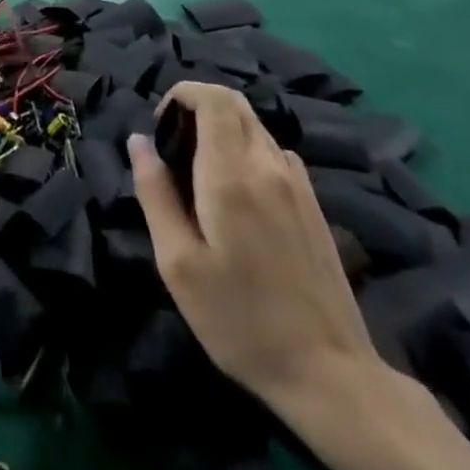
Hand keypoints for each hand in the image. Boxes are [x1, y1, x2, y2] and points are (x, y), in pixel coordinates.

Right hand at [128, 83, 382, 407]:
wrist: (331, 376)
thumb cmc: (239, 319)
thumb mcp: (177, 263)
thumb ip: (155, 193)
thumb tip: (138, 141)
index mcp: (231, 174)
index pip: (212, 97)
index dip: (182, 93)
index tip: (160, 124)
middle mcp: (268, 166)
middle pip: (235, 104)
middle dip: (198, 105)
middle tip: (173, 144)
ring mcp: (299, 185)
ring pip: (256, 127)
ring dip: (223, 129)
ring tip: (199, 171)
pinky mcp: (315, 206)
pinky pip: (275, 153)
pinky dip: (247, 150)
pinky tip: (237, 195)